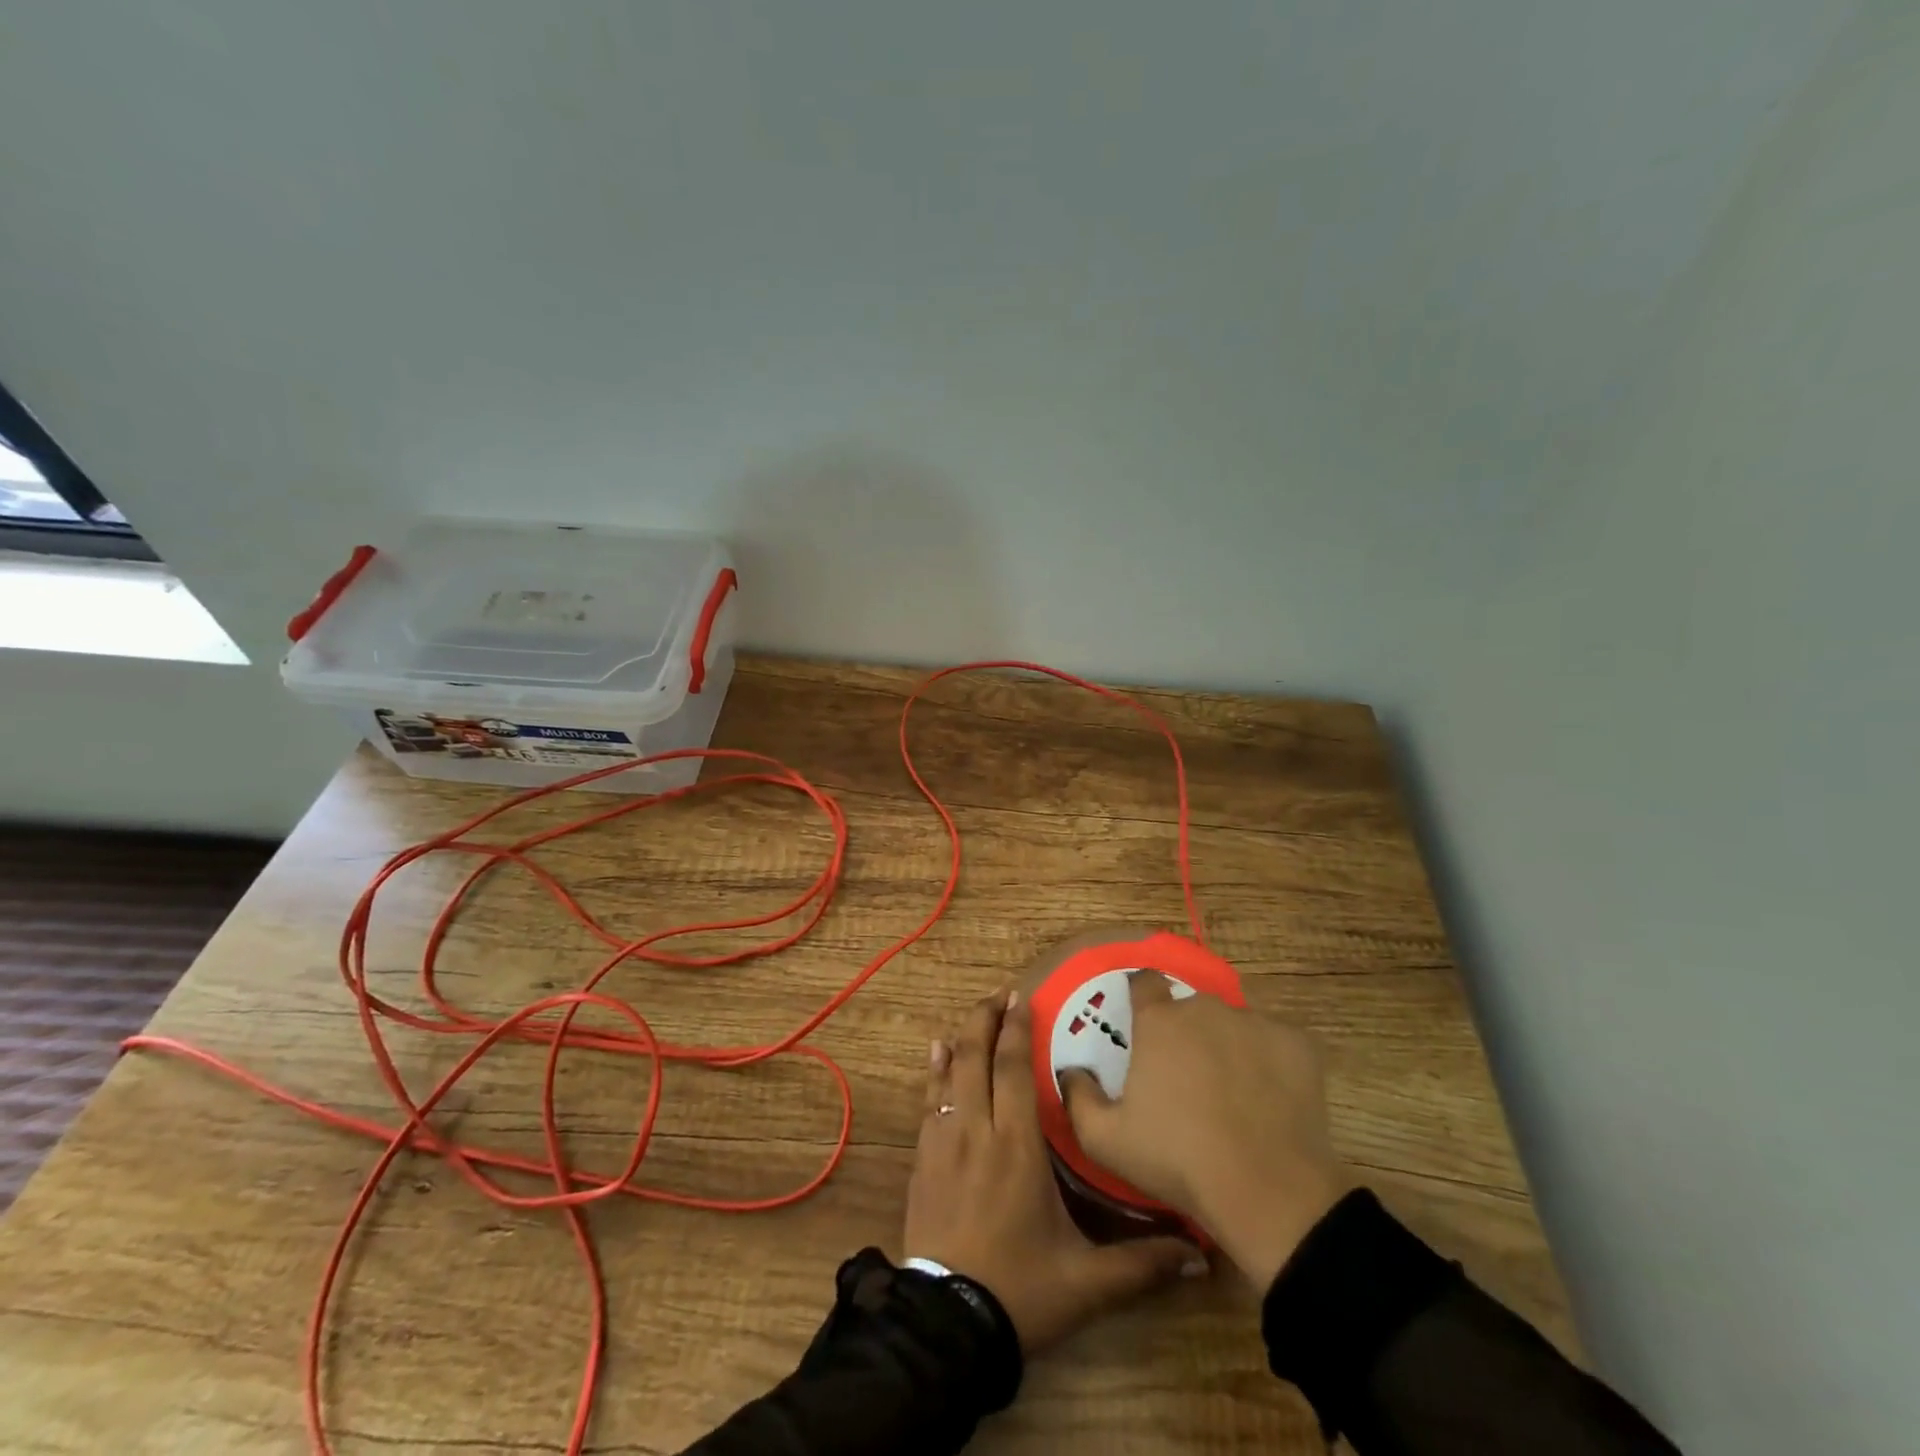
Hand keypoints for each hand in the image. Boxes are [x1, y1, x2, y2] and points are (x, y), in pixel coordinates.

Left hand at [904, 988, 1202, 1352]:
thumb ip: (1142, 1264)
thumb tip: (1200, 1258)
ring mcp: (942, 1143)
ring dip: (960, 1040)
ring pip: (948, 1075)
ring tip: (972, 1018)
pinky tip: (935, 1058)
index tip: (1021, 999)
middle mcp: (976, 1131)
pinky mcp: (921, 1161)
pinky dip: (933, 1073)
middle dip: (984, 1020)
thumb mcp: (1087, 1282)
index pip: (1012, 1071)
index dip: (1015, 1030)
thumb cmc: (1020, 1291)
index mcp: (1017, 1146)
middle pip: (975, 1058)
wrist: (947, 1325)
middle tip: (998, 994)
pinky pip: (927, 1102)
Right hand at [1061, 973, 1346, 1291]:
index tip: (1141, 1024)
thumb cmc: (1177, 1160)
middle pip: (1190, 1006)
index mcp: (1159, 1021)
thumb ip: (1077, 1096)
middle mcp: (1205, 1008)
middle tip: (1186, 1075)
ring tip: (1231, 1092)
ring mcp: (1255, 1022)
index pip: (1144, 982)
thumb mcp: (1104, 1139)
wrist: (1267, 1192)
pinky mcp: (1297, 1044)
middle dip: (1185, 1031)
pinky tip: (1268, 1097)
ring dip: (1227, 1044)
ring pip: (1233, 1023)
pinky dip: (1268, 1060)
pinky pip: (1274, 1041)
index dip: (1141, 998)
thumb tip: (1071, 1071)